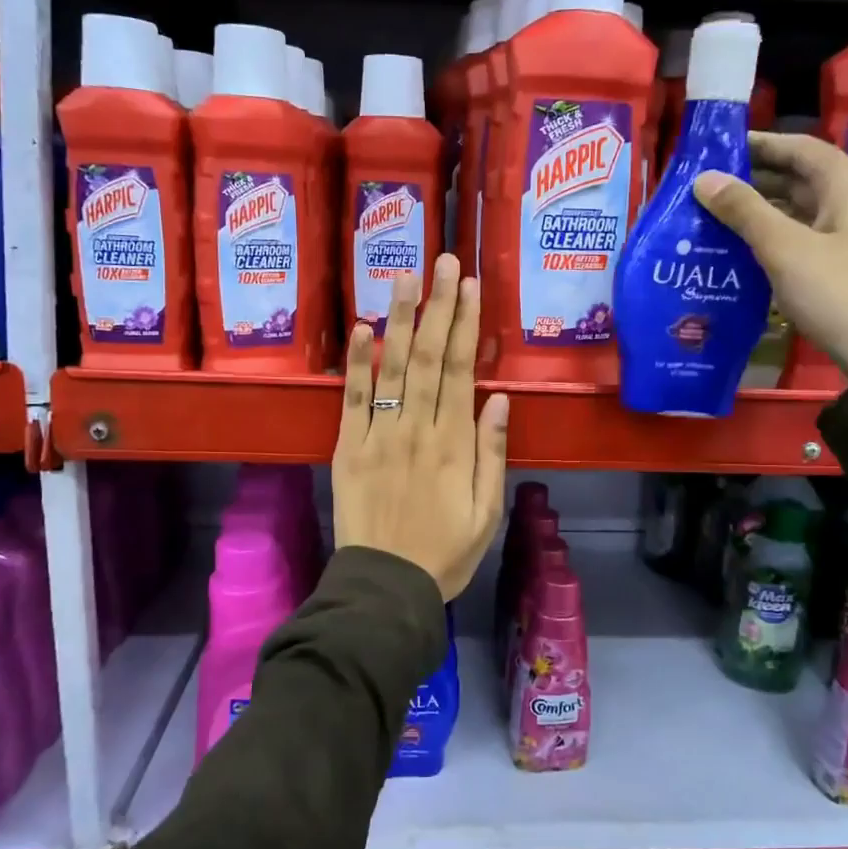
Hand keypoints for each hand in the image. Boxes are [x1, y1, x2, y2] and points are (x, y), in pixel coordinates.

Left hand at [332, 254, 508, 600]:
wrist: (386, 587)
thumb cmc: (445, 553)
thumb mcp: (487, 511)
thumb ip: (493, 453)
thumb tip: (499, 398)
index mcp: (455, 444)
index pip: (461, 370)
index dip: (465, 324)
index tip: (469, 286)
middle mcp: (417, 429)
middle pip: (429, 357)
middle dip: (437, 306)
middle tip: (442, 261)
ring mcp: (379, 436)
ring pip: (392, 368)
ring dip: (400, 319)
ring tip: (404, 276)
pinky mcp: (348, 448)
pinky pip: (353, 399)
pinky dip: (357, 362)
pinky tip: (362, 327)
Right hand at [693, 132, 847, 381]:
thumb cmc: (841, 291)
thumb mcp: (785, 248)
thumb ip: (744, 211)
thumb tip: (704, 178)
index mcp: (846, 182)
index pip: (795, 147)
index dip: (755, 144)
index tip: (712, 150)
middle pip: (795, 177)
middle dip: (750, 180)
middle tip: (702, 189)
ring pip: (795, 210)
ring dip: (756, 212)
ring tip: (710, 219)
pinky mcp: (843, 265)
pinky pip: (800, 239)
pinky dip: (769, 239)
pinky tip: (737, 252)